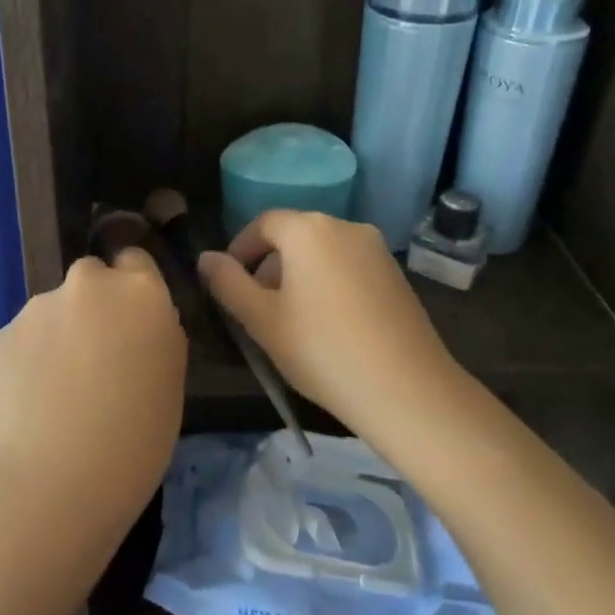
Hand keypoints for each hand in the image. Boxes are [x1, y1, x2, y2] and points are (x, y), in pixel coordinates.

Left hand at [0, 249, 187, 528]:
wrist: (58, 478)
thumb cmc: (137, 435)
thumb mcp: (171, 377)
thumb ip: (155, 332)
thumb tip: (135, 323)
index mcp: (139, 290)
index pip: (135, 258)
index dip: (133, 287)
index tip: (131, 320)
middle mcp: (87, 283)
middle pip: (91, 278)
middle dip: (93, 306)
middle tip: (96, 356)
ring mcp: (39, 306)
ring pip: (53, 309)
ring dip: (59, 333)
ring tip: (59, 389)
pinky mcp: (1, 334)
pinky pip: (24, 338)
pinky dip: (29, 359)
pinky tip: (33, 401)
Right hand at [197, 210, 465, 435]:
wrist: (408, 390)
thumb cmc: (322, 351)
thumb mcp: (262, 321)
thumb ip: (228, 284)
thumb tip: (206, 258)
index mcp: (308, 229)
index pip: (262, 223)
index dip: (239, 249)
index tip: (228, 283)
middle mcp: (345, 226)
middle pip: (294, 235)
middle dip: (269, 265)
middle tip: (256, 309)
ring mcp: (376, 249)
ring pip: (322, 252)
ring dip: (299, 275)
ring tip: (291, 321)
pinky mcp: (396, 274)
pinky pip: (349, 266)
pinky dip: (329, 283)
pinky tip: (329, 325)